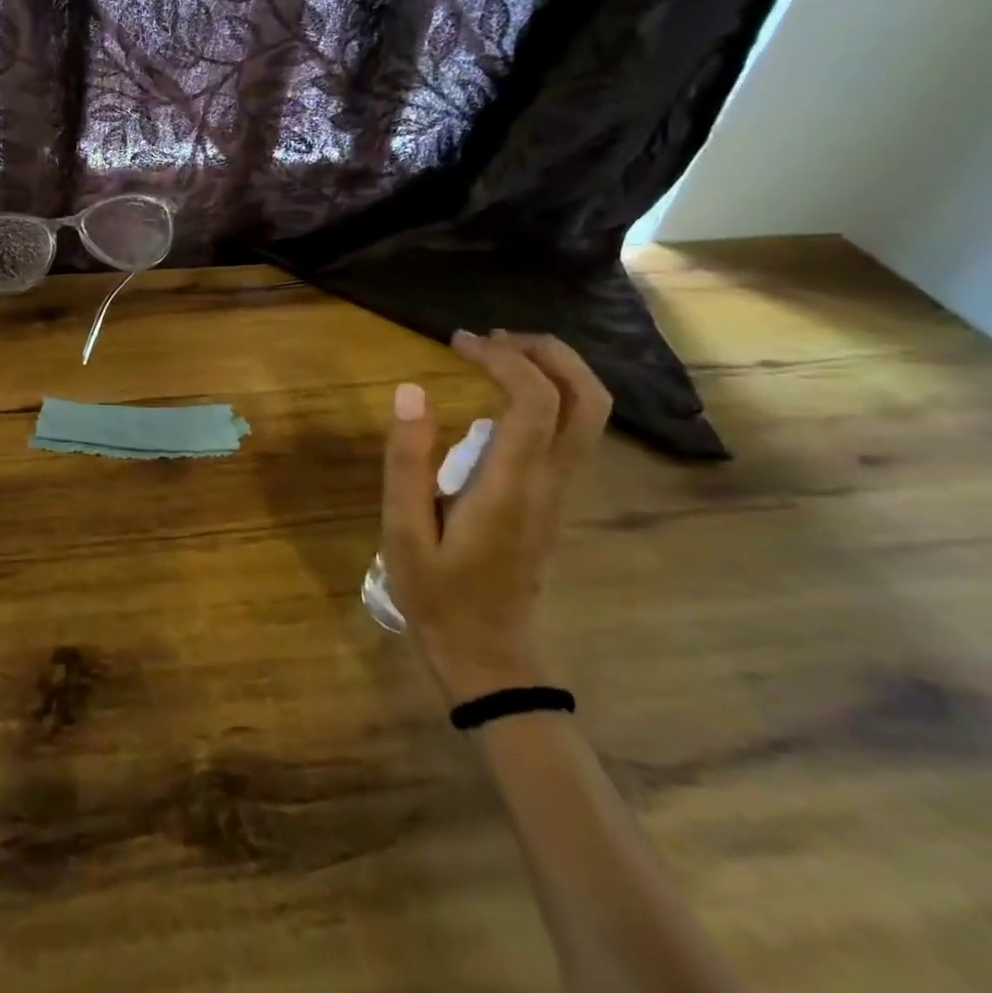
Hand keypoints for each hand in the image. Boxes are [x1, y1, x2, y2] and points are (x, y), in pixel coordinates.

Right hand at [383, 330, 610, 705]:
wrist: (487, 654)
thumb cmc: (437, 594)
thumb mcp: (403, 530)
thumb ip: (407, 461)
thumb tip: (409, 391)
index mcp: (510, 485)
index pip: (534, 401)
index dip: (503, 359)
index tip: (459, 342)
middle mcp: (548, 481)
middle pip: (587, 399)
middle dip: (550, 353)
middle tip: (495, 338)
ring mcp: (557, 492)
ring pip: (588, 415)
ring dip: (554, 371)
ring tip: (498, 355)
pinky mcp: (551, 500)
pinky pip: (570, 433)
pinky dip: (548, 396)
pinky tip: (499, 397)